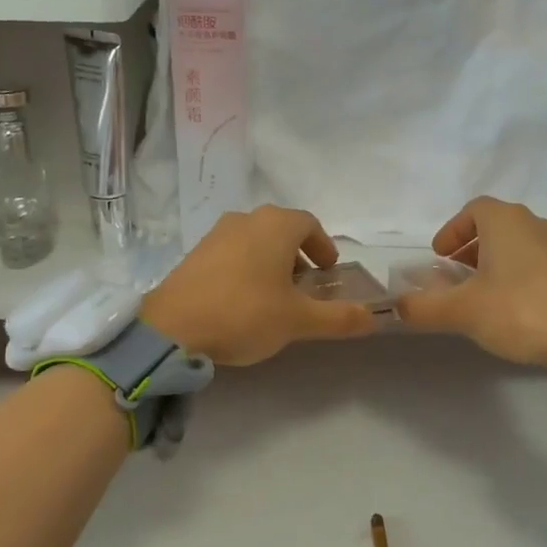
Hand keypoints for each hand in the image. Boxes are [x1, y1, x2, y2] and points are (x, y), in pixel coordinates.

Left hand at [140, 206, 377, 365]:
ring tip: (276, 295)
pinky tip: (243, 300)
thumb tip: (374, 317)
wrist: (172, 328)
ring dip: (271, 261)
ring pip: (255, 240)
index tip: (329, 270)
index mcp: (275, 225)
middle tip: (306, 285)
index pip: (309, 224)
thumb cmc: (245, 313)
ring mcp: (216, 234)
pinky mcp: (194, 254)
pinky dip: (247, 267)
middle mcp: (246, 219)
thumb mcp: (298, 320)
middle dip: (298, 254)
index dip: (324, 245)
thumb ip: (339, 317)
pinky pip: (232, 253)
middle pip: (281, 230)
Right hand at [394, 197, 546, 392]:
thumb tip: (395, 307)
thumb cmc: (521, 310)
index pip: (473, 210)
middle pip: (494, 227)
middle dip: (468, 250)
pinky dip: (514, 278)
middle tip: (451, 278)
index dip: (451, 231)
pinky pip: (534, 266)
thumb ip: (423, 307)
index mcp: (506, 221)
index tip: (438, 256)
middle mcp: (534, 225)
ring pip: (515, 247)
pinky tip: (508, 310)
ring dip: (491, 265)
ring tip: (476, 297)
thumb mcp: (462, 311)